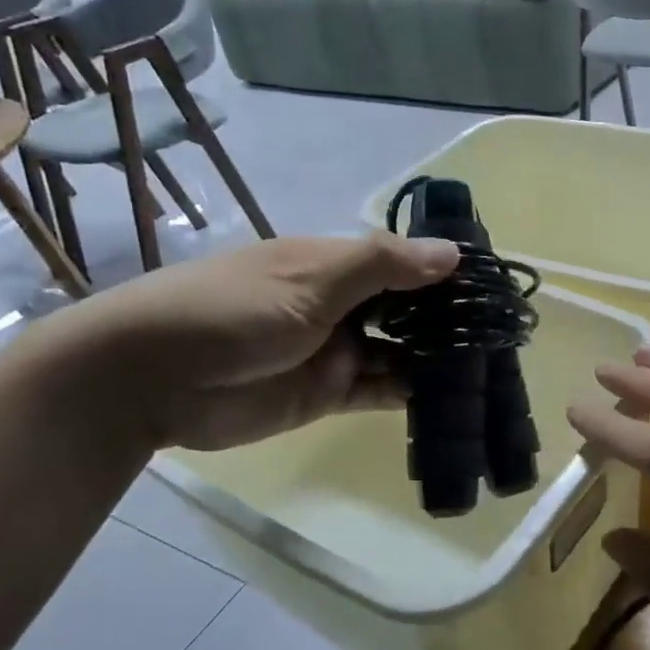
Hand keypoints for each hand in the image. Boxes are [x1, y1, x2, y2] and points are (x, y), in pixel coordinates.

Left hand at [54, 232, 458, 449]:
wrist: (149, 378)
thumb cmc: (231, 310)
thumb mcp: (310, 280)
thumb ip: (382, 266)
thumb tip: (454, 253)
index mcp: (335, 264)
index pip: (404, 261)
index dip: (445, 272)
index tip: (494, 286)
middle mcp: (341, 303)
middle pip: (407, 308)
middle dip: (446, 319)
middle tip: (500, 334)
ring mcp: (335, 349)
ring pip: (399, 350)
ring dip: (434, 357)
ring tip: (487, 367)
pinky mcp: (326, 393)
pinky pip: (379, 389)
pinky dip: (410, 392)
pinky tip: (449, 396)